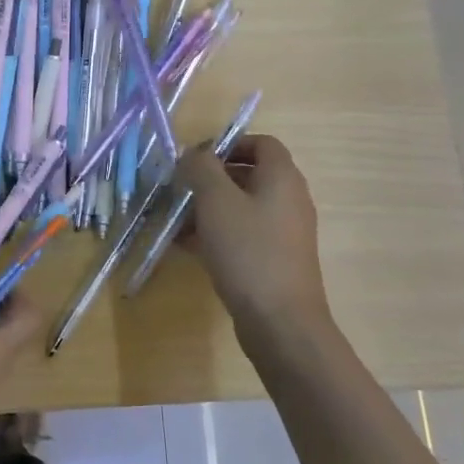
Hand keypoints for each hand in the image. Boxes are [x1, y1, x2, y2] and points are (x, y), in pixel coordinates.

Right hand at [173, 134, 333, 340]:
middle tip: (179, 188)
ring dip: (208, 208)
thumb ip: (201, 168)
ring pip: (242, 207)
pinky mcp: (274, 259)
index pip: (261, 143)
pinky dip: (216, 233)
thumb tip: (193, 154)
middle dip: (211, 178)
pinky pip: (242, 234)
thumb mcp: (216, 201)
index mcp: (282, 178)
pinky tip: (186, 246)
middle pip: (249, 174)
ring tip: (175, 219)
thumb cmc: (248, 251)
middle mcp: (289, 199)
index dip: (228, 143)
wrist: (280, 321)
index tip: (195, 158)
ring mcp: (283, 232)